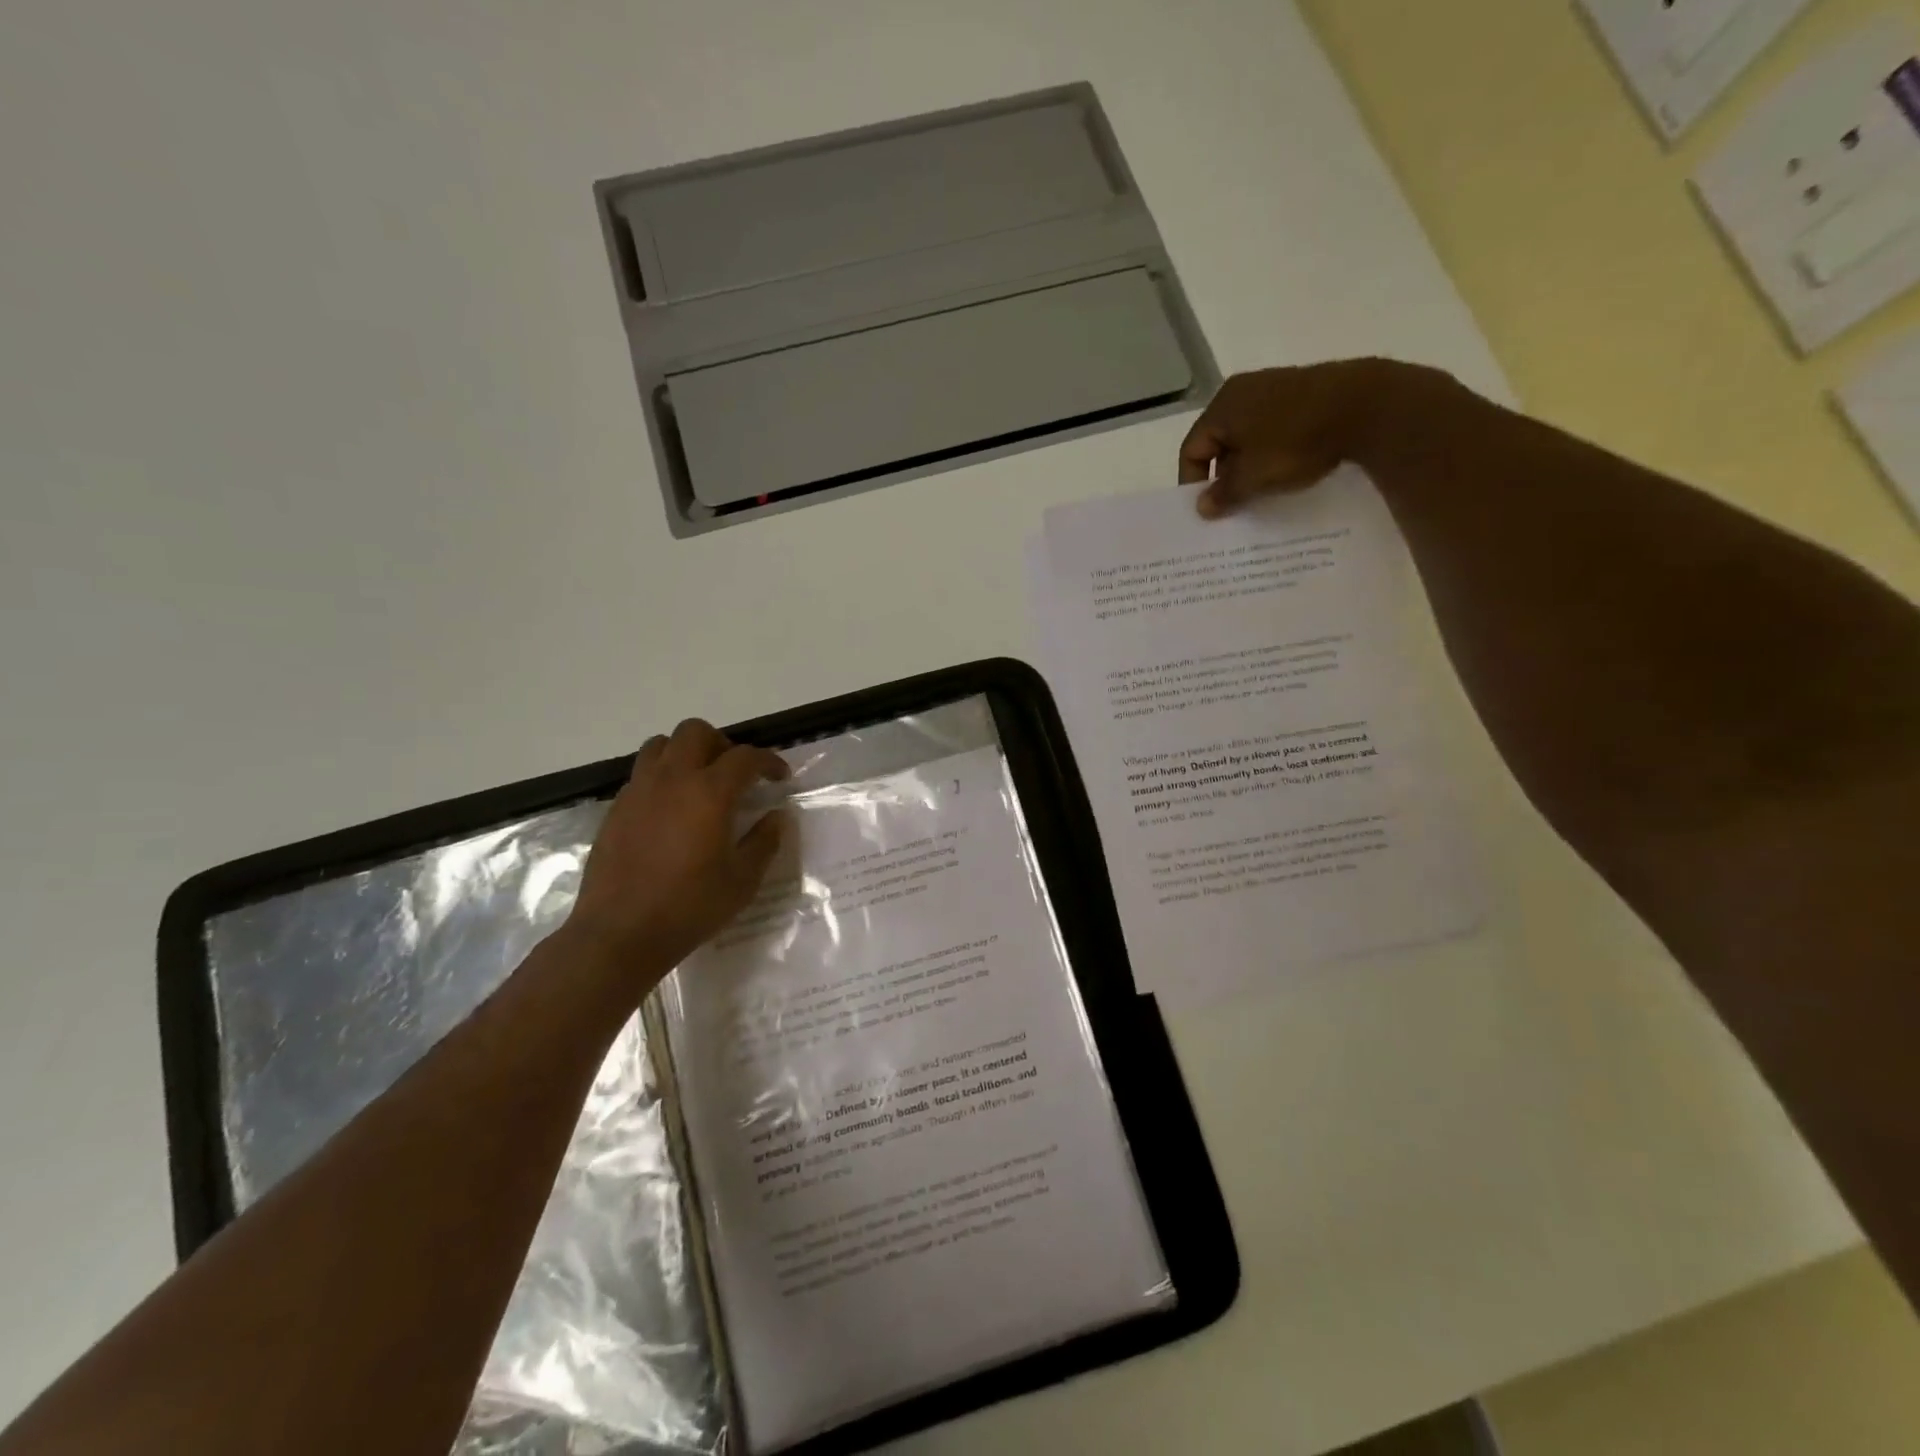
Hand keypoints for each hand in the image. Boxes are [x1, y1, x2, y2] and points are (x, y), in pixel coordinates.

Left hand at [566, 719, 789, 982]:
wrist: (619, 933)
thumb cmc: (689, 907)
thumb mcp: (742, 880)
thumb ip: (764, 841)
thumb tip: (777, 817)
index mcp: (709, 793)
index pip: (745, 757)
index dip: (769, 762)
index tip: (780, 778)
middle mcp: (672, 779)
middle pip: (696, 732)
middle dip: (722, 745)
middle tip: (736, 774)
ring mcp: (638, 791)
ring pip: (661, 745)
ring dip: (686, 753)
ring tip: (699, 783)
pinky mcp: (616, 809)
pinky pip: (642, 774)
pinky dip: (662, 777)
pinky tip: (671, 811)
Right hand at [1178, 358, 1440, 517]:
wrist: (1369, 406)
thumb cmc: (1296, 441)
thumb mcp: (1254, 476)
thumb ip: (1223, 493)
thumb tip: (1201, 507)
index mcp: (1222, 405)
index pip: (1191, 449)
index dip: (1193, 482)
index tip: (1207, 509)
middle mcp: (1244, 390)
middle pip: (1219, 442)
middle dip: (1224, 476)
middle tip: (1235, 504)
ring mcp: (1277, 387)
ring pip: (1250, 436)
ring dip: (1251, 465)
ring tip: (1263, 491)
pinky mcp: (1306, 391)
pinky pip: (1277, 428)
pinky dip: (1275, 451)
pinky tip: (1290, 469)